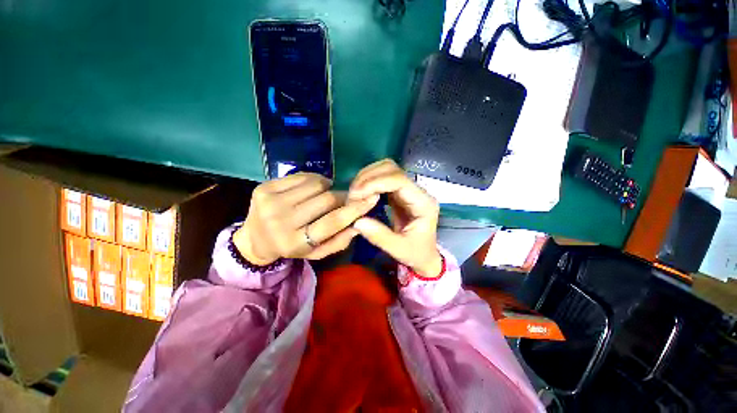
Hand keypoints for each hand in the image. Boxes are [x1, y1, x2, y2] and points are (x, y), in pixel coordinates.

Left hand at [233, 173, 378, 264]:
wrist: (255, 238)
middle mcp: (282, 221)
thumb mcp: (317, 253)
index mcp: (296, 242)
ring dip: (327, 188)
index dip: (355, 209)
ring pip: (316, 184)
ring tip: (323, 195)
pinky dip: (313, 180)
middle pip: (326, 199)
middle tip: (343, 199)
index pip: (332, 222)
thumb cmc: (292, 247)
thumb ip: (339, 241)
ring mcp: (271, 201)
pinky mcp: (265, 187)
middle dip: (341, 197)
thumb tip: (359, 224)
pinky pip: (302, 176)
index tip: (372, 199)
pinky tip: (310, 189)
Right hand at [348, 159, 442, 277]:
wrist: (424, 255)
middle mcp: (417, 191)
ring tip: (354, 194)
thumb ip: (380, 236)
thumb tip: (357, 221)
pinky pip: (382, 179)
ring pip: (386, 170)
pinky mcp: (399, 193)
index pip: (399, 180)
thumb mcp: (399, 250)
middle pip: (392, 169)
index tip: (356, 195)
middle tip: (353, 195)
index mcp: (423, 203)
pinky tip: (360, 194)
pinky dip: (368, 183)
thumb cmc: (416, 254)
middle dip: (369, 178)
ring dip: (367, 178)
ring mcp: (408, 190)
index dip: (375, 183)